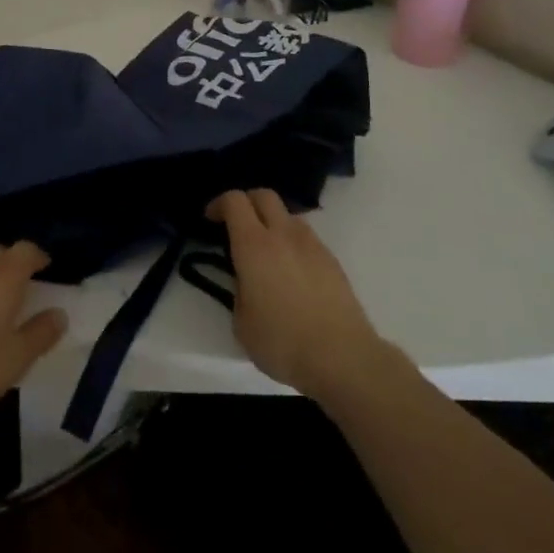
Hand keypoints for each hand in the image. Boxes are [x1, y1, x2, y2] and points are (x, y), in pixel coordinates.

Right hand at [207, 189, 388, 401]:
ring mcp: (312, 244)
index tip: (210, 220)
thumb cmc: (283, 342)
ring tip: (266, 252)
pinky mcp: (332, 260)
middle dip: (246, 202)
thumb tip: (247, 282)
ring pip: (288, 215)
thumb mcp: (242, 323)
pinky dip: (292, 243)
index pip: (234, 201)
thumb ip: (239, 291)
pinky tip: (291, 271)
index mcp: (254, 245)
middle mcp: (283, 234)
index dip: (219, 204)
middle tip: (236, 225)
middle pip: (264, 195)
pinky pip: (306, 237)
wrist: (342, 356)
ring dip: (272, 222)